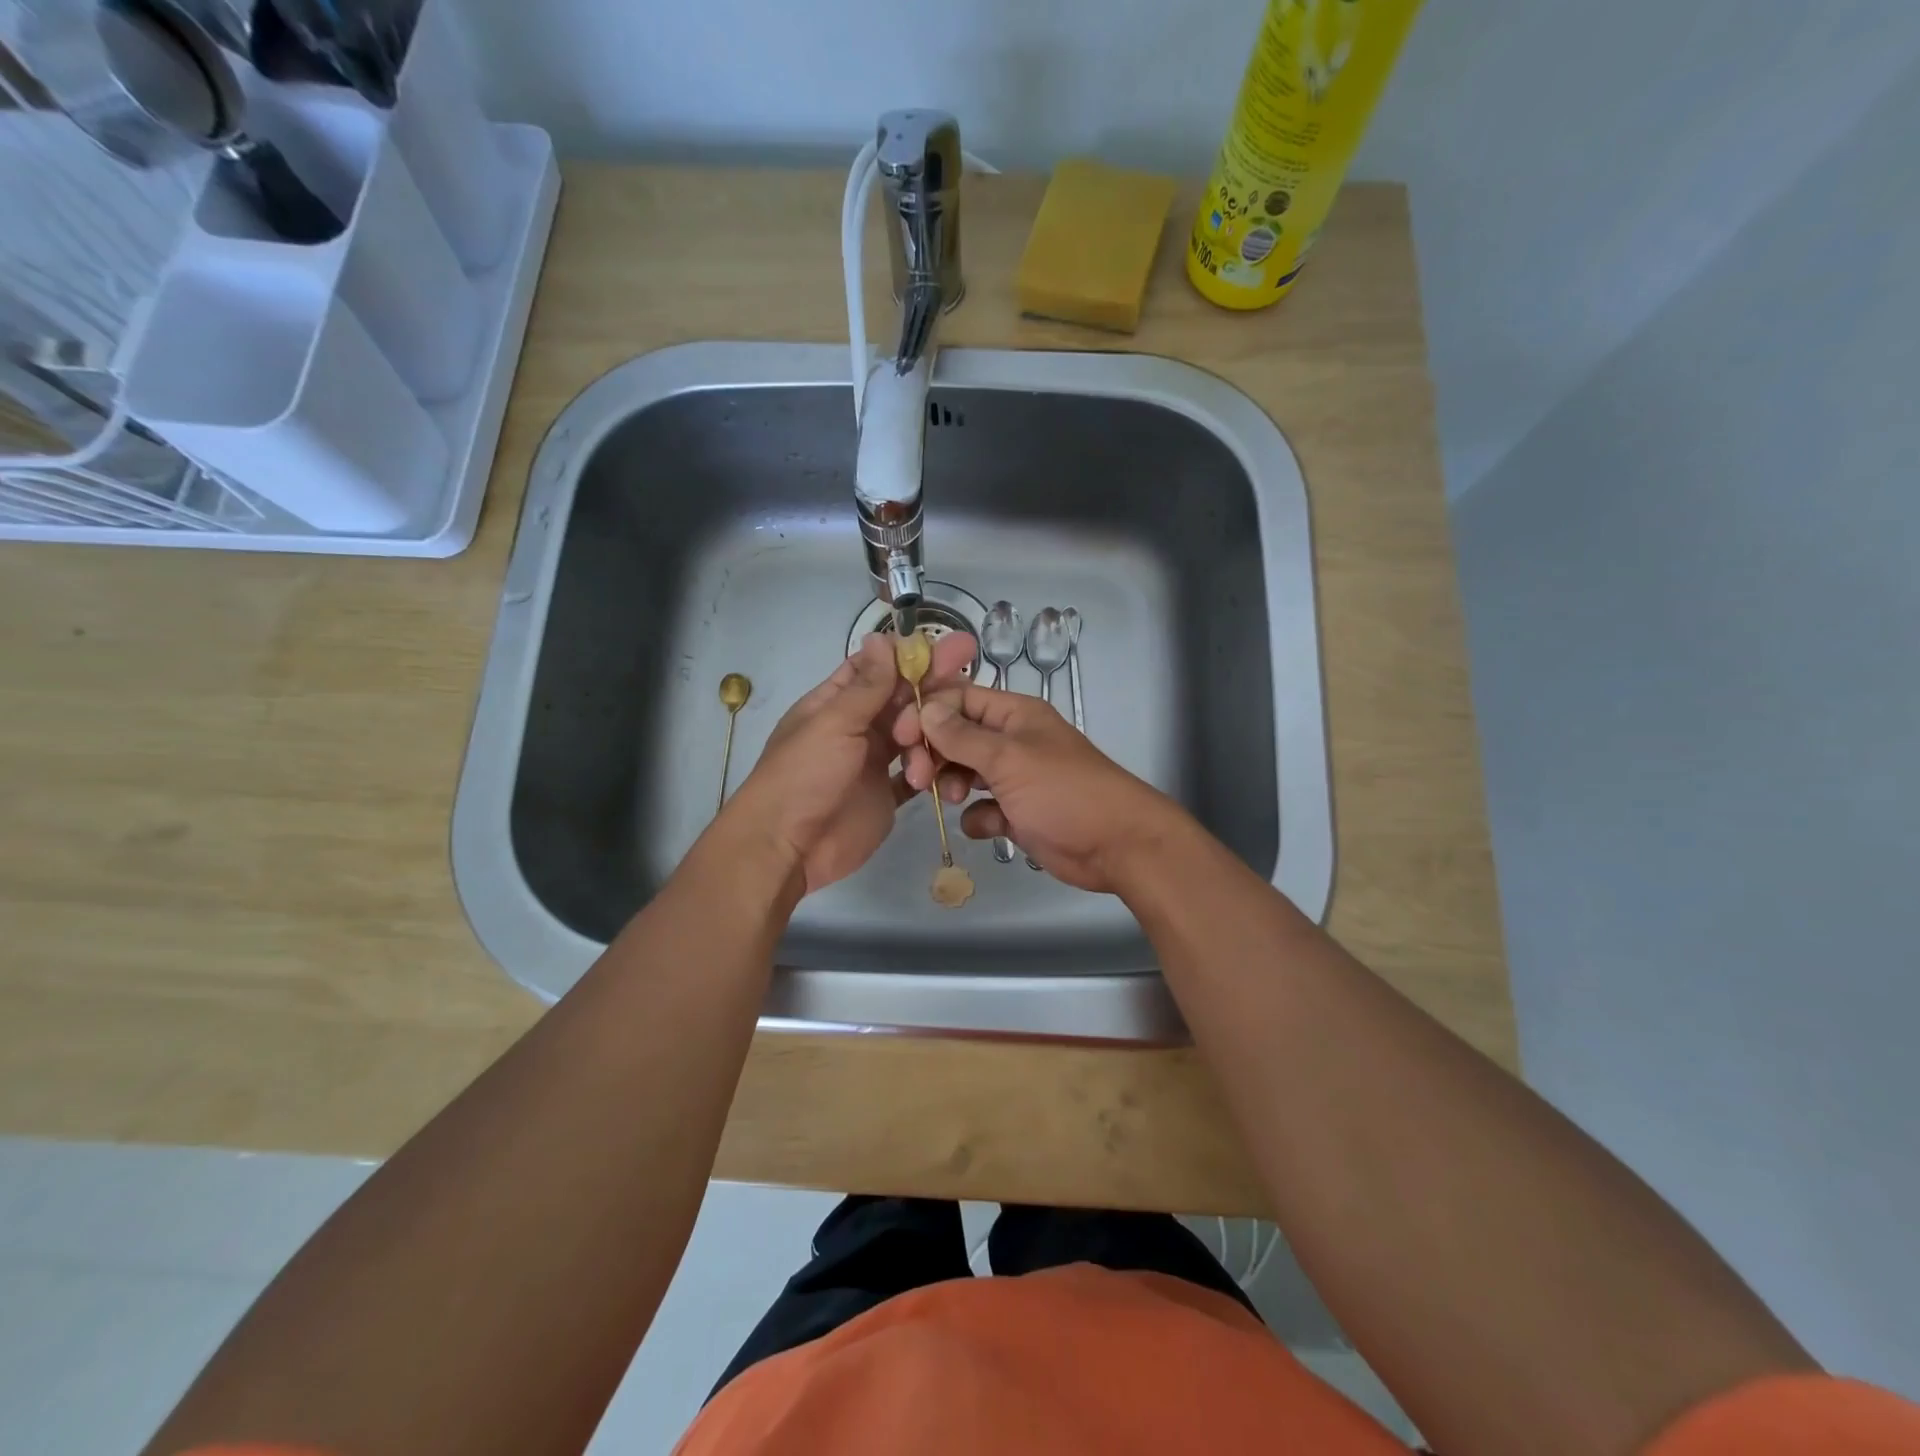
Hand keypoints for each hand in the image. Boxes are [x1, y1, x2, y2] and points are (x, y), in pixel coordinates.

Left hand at [723, 631, 976, 895]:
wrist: (789, 848)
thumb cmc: (804, 776)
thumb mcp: (834, 723)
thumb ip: (866, 685)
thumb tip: (880, 636)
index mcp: (835, 703)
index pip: (877, 668)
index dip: (911, 656)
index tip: (949, 648)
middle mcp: (857, 727)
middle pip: (902, 699)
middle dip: (933, 689)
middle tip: (969, 676)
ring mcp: (872, 762)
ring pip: (915, 735)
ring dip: (927, 739)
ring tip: (920, 763)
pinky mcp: (886, 794)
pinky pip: (917, 774)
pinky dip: (929, 772)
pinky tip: (942, 775)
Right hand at [897, 683, 1189, 893]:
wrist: (1116, 845)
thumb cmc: (1064, 791)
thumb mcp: (1009, 758)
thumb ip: (962, 735)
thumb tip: (925, 709)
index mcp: (1014, 714)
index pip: (959, 699)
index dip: (927, 713)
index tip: (901, 737)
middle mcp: (1011, 741)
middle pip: (956, 736)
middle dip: (935, 754)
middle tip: (921, 778)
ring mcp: (1015, 779)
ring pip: (965, 773)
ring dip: (954, 785)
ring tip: (958, 800)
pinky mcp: (1017, 813)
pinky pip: (983, 809)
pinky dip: (980, 818)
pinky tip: (991, 826)